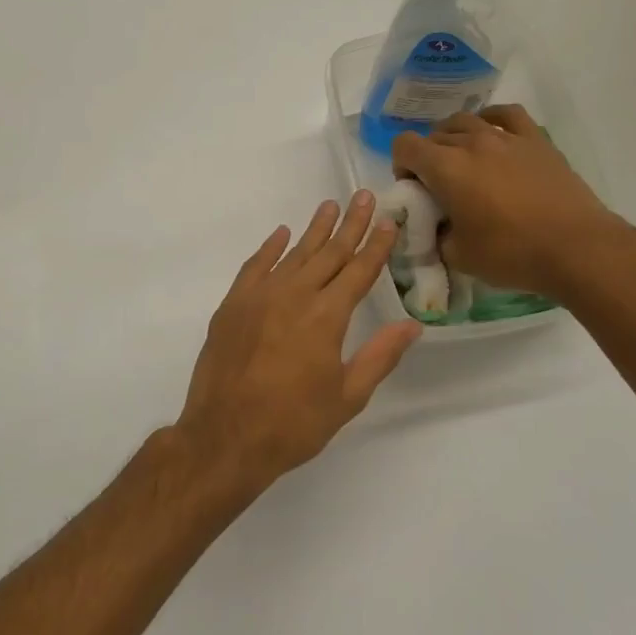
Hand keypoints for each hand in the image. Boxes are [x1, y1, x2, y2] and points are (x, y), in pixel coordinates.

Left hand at [175, 190, 421, 494]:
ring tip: (329, 206)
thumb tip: (412, 325)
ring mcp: (258, 297)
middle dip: (350, 225)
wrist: (224, 438)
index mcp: (326, 317)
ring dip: (314, 230)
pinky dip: (269, 248)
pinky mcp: (232, 306)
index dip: (376, 246)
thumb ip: (380, 356)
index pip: (358, 271)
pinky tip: (281, 234)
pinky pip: (255, 267)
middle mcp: (294, 296)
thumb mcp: (347, 397)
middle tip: (364, 196)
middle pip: (328, 253)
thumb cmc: (292, 424)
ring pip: (293, 254)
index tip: (388, 221)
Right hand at [390, 105, 629, 300]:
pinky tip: (492, 133)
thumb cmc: (512, 254)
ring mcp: (507, 137)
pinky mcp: (537, 141)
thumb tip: (440, 226)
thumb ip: (438, 235)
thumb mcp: (459, 256)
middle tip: (439, 187)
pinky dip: (491, 120)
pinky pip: (507, 115)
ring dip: (454, 138)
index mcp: (446, 168)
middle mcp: (472, 142)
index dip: (401, 165)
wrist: (576, 248)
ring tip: (464, 162)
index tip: (414, 189)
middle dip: (428, 157)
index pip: (405, 145)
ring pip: (466, 121)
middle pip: (435, 135)